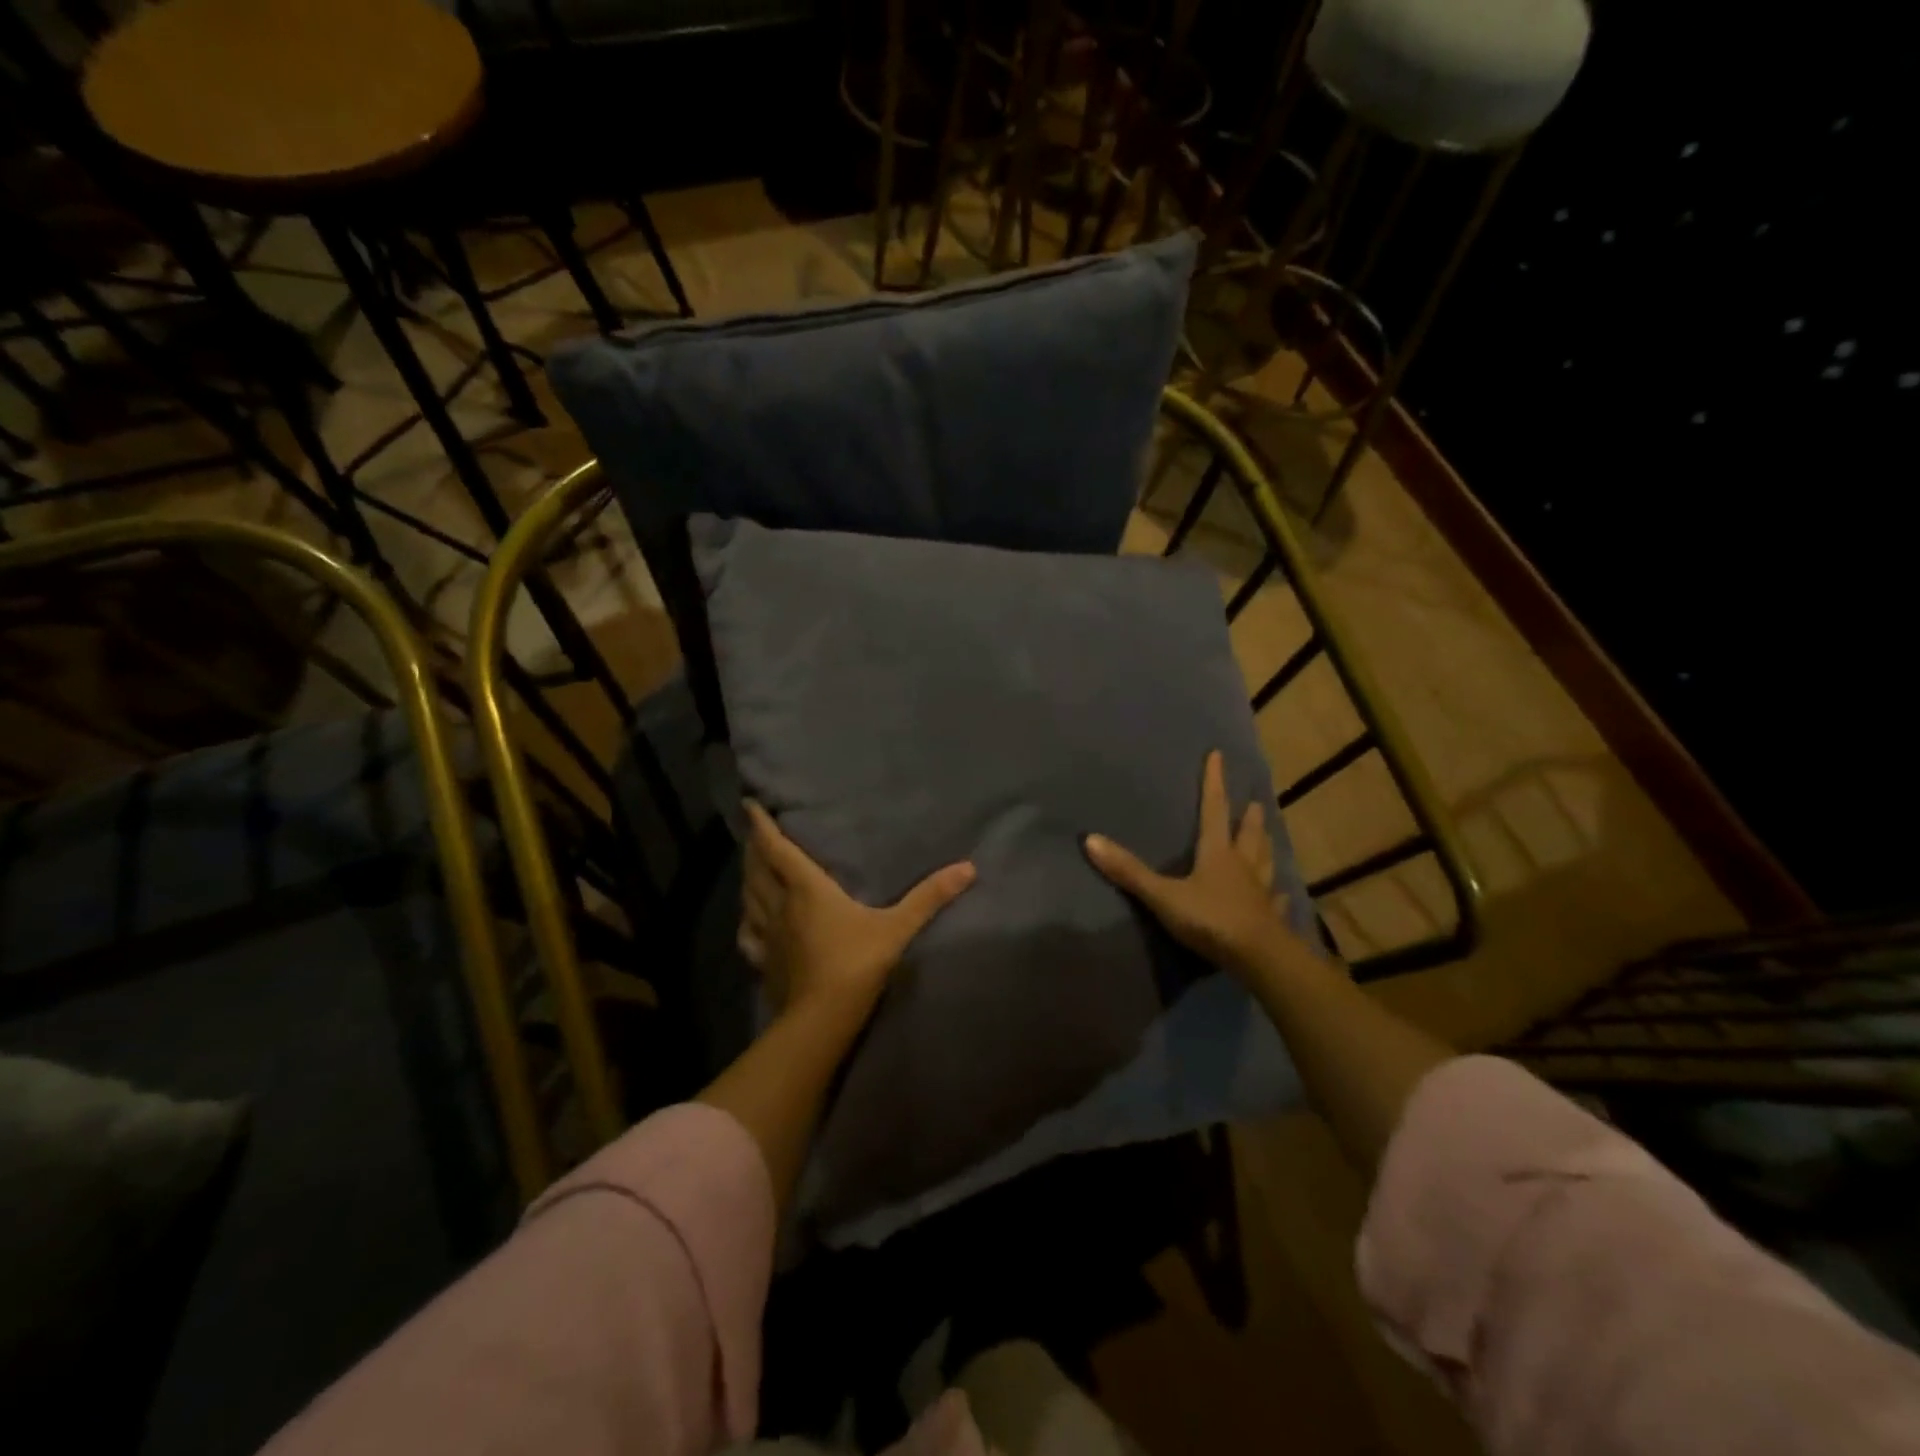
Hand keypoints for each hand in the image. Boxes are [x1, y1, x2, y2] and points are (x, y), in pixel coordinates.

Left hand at [739, 800, 976, 1022]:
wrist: (821, 1020)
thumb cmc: (856, 964)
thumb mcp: (898, 928)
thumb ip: (929, 897)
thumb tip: (968, 867)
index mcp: (807, 889)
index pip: (777, 848)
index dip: (762, 825)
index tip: (749, 804)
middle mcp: (780, 905)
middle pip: (758, 869)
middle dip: (754, 847)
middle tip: (754, 832)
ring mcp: (768, 935)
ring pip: (749, 897)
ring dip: (748, 877)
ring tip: (752, 867)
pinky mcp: (763, 961)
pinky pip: (748, 934)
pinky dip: (747, 919)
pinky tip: (750, 920)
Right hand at [1085, 750, 1304, 976]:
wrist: (1260, 959)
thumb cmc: (1211, 919)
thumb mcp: (1163, 895)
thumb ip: (1129, 871)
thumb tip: (1090, 840)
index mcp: (1218, 853)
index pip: (1214, 810)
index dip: (1214, 782)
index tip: (1218, 755)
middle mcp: (1243, 866)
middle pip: (1248, 834)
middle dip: (1247, 816)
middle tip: (1254, 802)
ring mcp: (1261, 892)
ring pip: (1265, 861)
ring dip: (1265, 847)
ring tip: (1269, 836)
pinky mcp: (1271, 918)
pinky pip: (1275, 899)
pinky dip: (1277, 893)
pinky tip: (1281, 894)